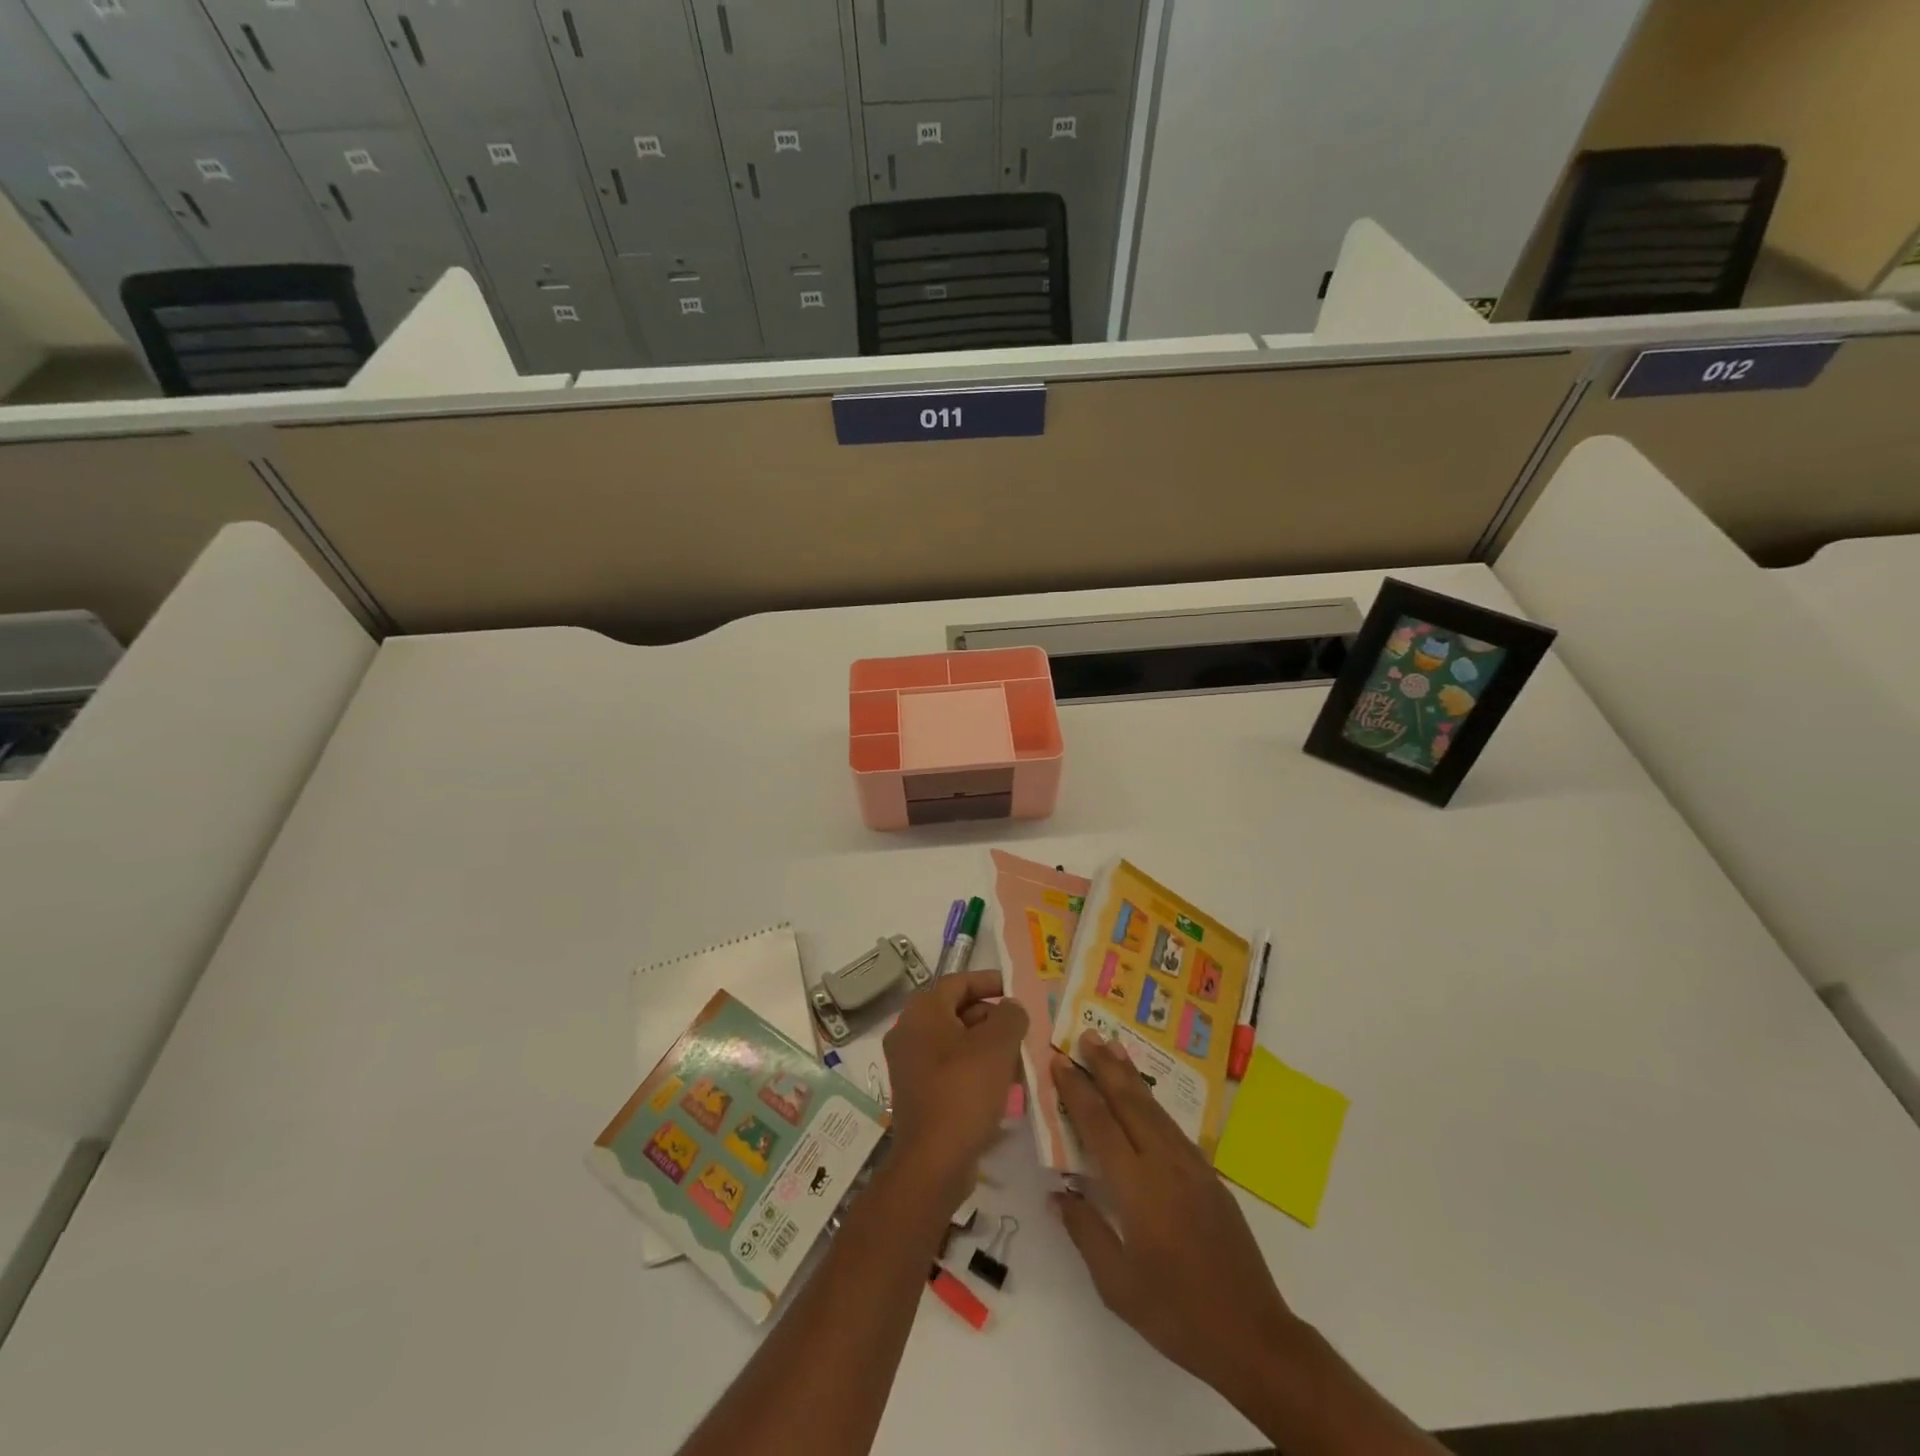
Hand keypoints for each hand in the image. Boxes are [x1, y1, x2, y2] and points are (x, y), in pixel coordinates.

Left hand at [882, 970, 1026, 1209]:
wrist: (932, 1162)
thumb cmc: (964, 1091)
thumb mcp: (997, 1046)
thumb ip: (1010, 1016)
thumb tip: (1010, 1008)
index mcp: (922, 1012)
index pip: (958, 981)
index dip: (989, 981)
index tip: (1016, 990)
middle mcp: (908, 1032)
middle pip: (955, 1011)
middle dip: (991, 1016)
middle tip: (1021, 1028)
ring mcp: (909, 1064)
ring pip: (954, 1042)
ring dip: (986, 1045)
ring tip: (1019, 1057)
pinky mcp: (916, 1093)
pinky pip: (949, 1068)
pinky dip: (974, 1068)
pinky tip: (1002, 1085)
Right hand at [1051, 1030, 1300, 1408]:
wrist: (1254, 1335)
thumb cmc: (1177, 1314)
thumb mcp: (1118, 1286)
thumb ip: (1086, 1232)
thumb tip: (1059, 1193)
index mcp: (1138, 1188)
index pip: (1099, 1125)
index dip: (1077, 1090)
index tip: (1059, 1061)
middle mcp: (1165, 1165)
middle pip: (1130, 1102)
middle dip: (1106, 1066)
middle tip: (1088, 1034)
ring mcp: (1192, 1167)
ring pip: (1154, 1109)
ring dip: (1130, 1076)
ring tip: (1113, 1048)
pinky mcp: (1209, 1176)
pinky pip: (1172, 1127)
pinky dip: (1152, 1102)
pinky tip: (1144, 1098)